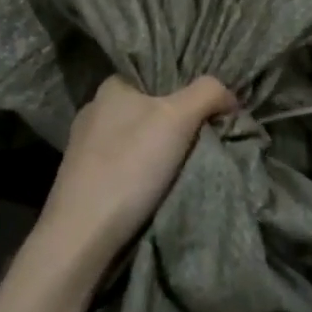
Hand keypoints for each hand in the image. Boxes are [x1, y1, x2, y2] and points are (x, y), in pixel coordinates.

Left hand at [38, 76, 236, 266]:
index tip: (207, 107)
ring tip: (185, 166)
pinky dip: (139, 174)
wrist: (82, 235)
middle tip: (204, 137)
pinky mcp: (81, 181)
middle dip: (172, 121)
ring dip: (156, 151)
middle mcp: (93, 110)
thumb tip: (229, 96)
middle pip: (145, 108)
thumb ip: (208, 93)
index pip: (153, 75)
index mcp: (110, 87)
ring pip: (132, 139)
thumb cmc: (129, 164)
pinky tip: (155, 188)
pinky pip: (121, 166)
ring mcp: (83, 148)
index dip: (183, 87)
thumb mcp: (178, 117)